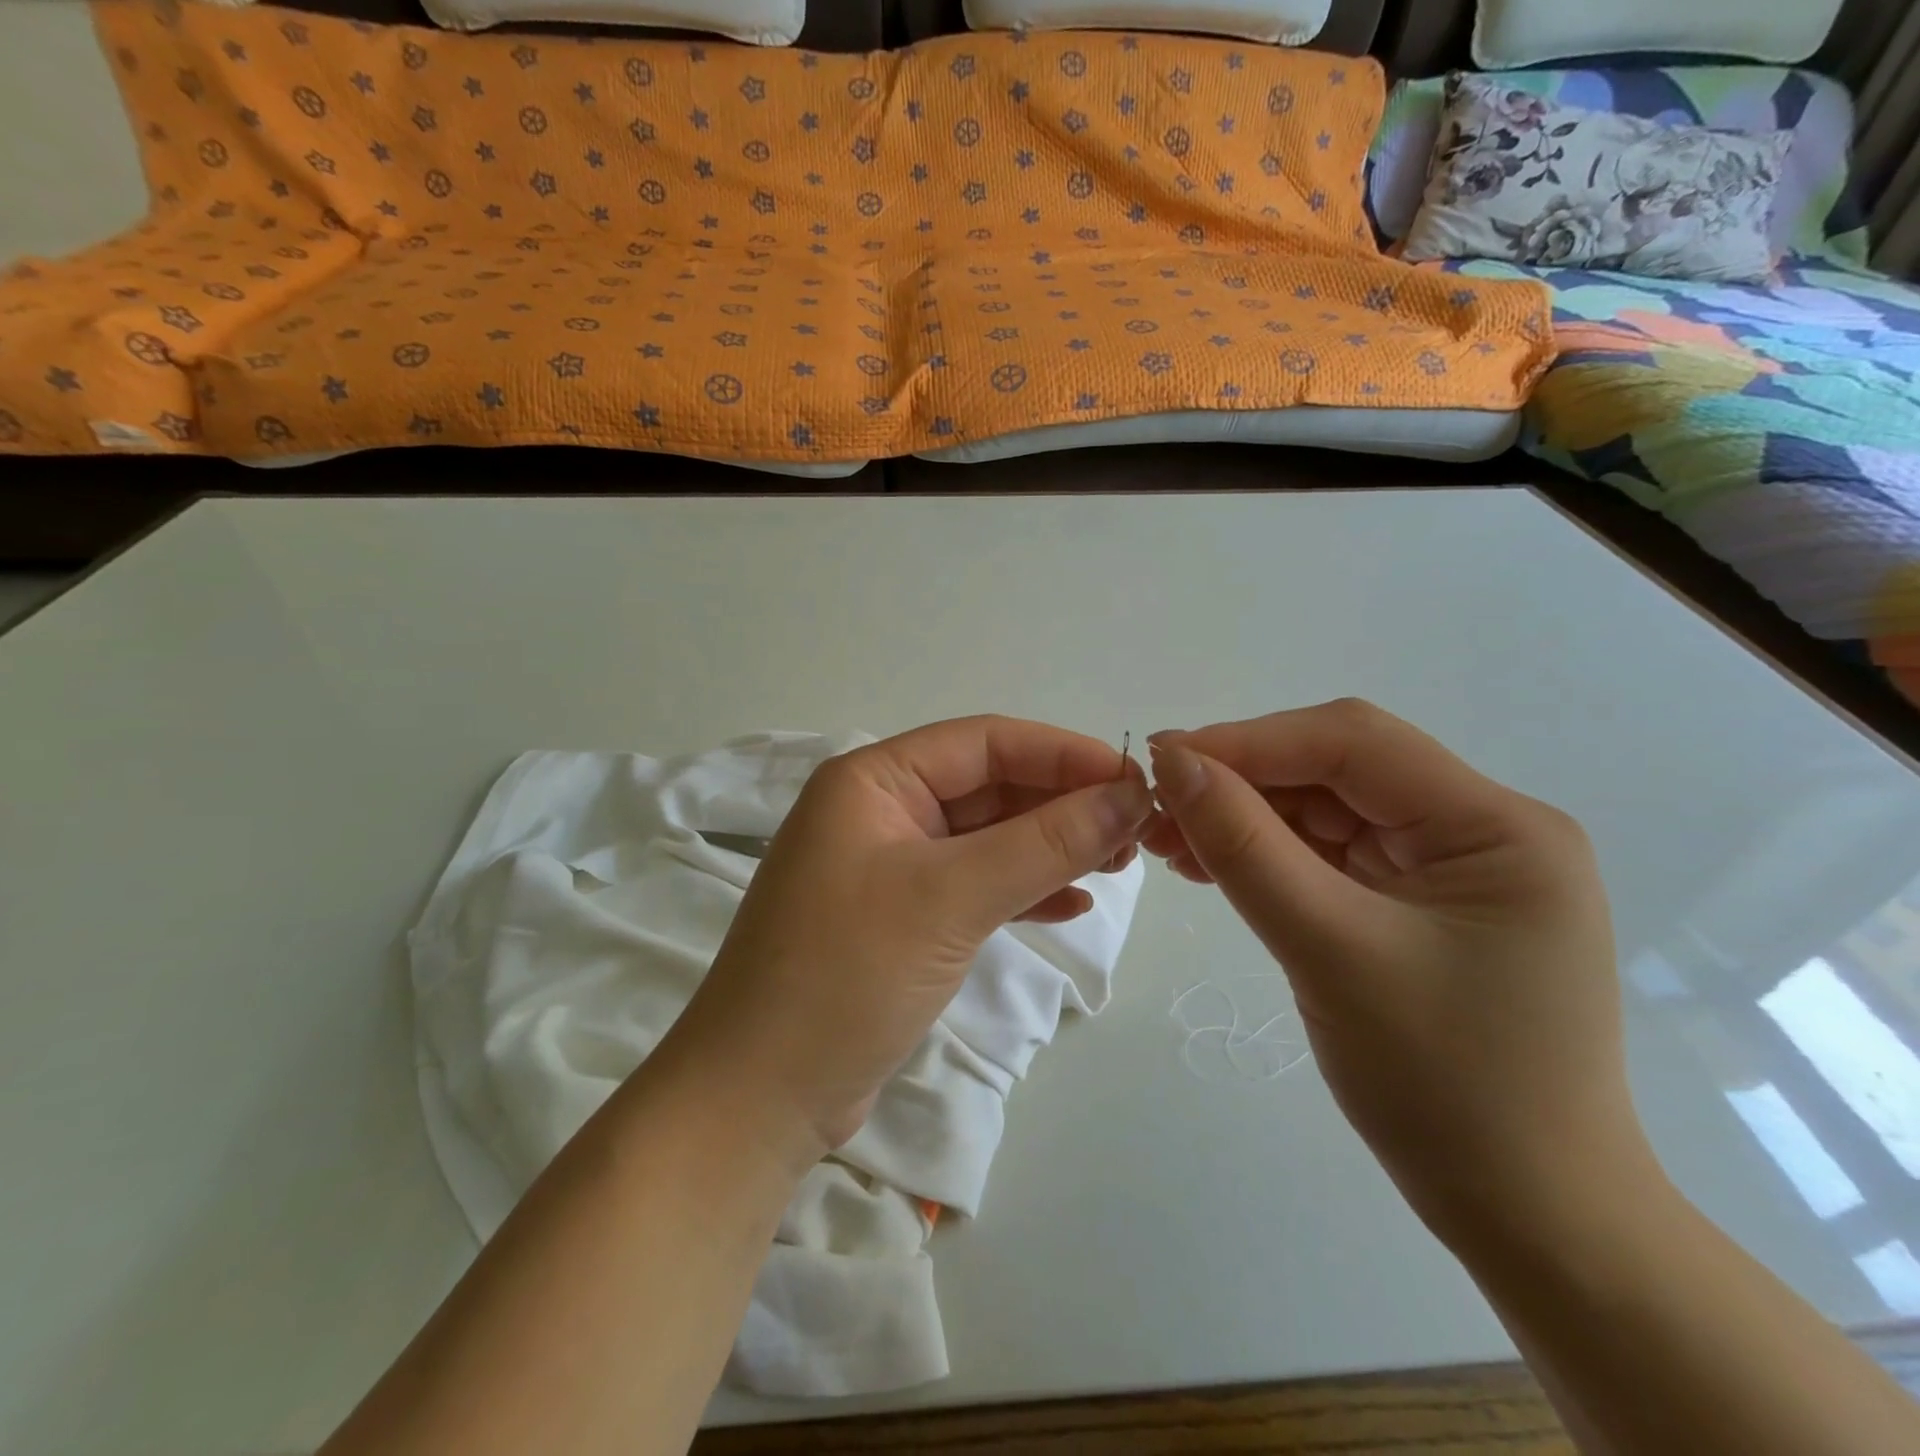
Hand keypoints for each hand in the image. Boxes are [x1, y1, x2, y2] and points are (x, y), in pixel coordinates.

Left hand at [662, 716, 1154, 1163]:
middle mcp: (880, 811)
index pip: (984, 743)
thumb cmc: (846, 974)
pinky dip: (1022, 890)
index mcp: (874, 780)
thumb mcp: (951, 897)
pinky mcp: (901, 918)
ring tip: (1116, 865)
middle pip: (988, 787)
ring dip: (1049, 847)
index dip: (1063, 754)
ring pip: (986, 838)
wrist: (761, 1097)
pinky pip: (974, 884)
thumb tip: (1128, 796)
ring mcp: (889, 866)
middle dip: (1061, 804)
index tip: (1134, 780)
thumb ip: (1044, 843)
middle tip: (1135, 831)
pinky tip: (1070, 904)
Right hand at [1144, 699, 1650, 1242]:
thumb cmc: (1443, 1085)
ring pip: (1325, 808)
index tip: (1161, 760)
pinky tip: (1211, 864)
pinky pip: (1329, 853)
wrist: (1525, 1213)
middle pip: (1338, 769)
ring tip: (1169, 842)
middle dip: (1242, 781)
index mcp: (1496, 826)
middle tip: (1156, 808)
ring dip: (1245, 817)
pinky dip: (1267, 853)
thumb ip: (1245, 847)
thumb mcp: (1328, 950)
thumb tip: (1172, 763)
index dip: (1249, 741)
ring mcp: (1450, 865)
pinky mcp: (1419, 900)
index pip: (1353, 743)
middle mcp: (1481, 828)